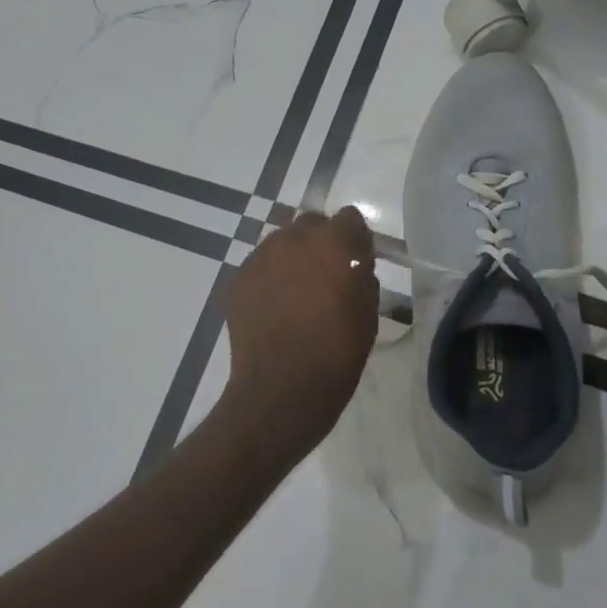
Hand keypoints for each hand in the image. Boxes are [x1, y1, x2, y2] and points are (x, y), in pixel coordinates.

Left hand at [216, 207, 377, 467]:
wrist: (281, 388)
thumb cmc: (337, 353)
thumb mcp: (368, 312)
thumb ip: (361, 275)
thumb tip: (353, 266)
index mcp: (335, 243)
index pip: (349, 219)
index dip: (353, 240)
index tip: (355, 262)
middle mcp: (295, 238)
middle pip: (311, 225)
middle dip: (320, 244)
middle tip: (324, 279)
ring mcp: (262, 255)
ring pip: (282, 243)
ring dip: (292, 260)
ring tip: (295, 296)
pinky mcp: (239, 277)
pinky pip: (260, 266)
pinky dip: (269, 279)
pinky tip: (273, 309)